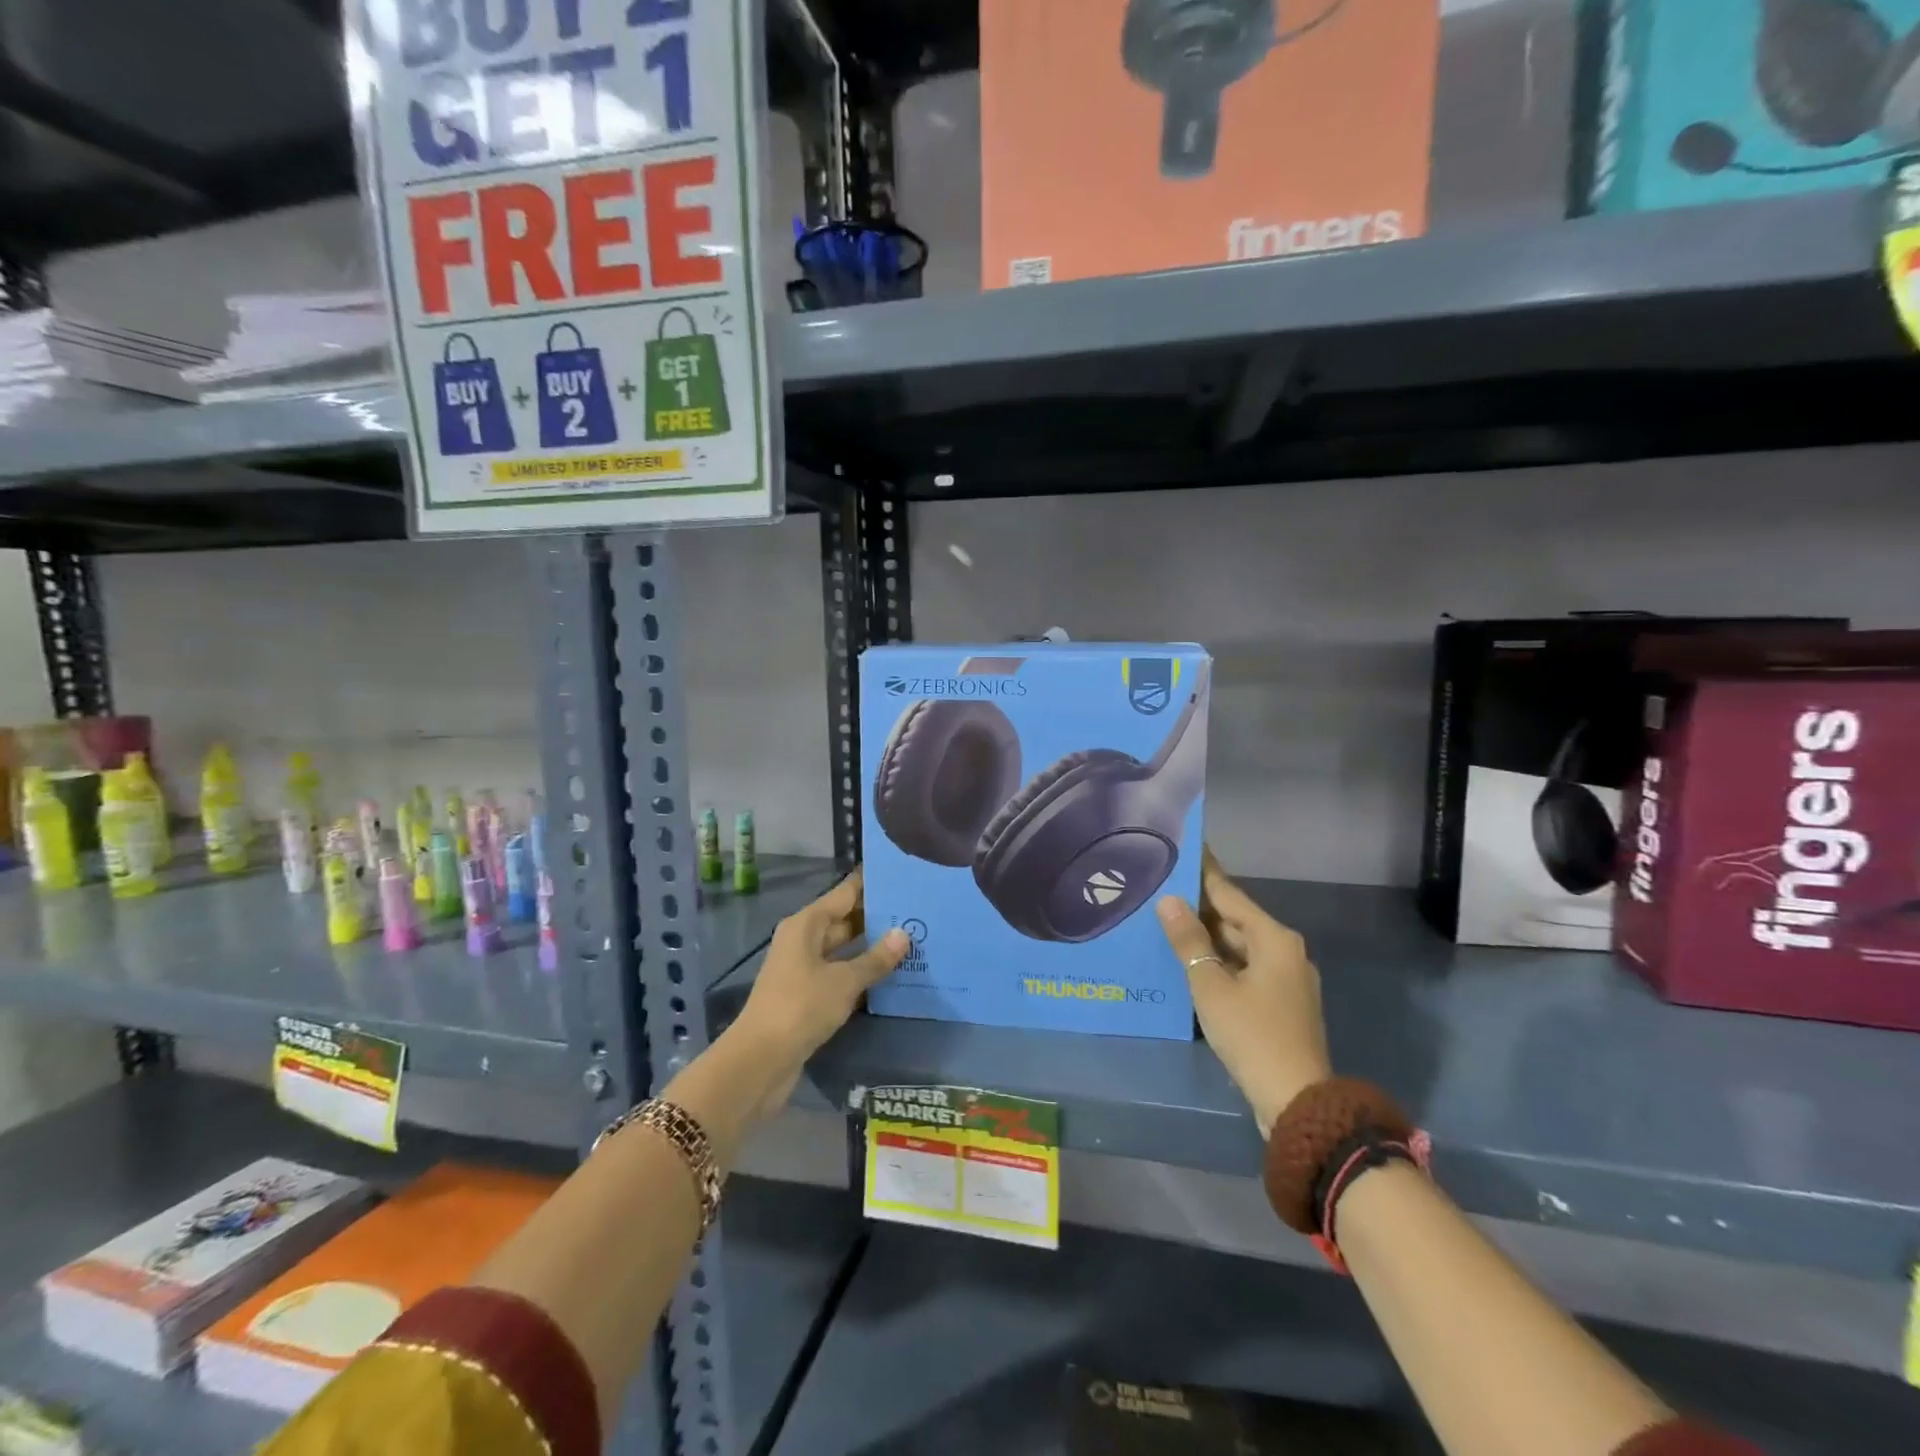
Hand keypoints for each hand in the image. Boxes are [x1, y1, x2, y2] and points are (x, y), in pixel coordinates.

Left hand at [731, 869, 907, 1112]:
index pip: (845, 893)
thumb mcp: (844, 980)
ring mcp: (803, 967)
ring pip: (843, 948)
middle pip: (844, 918)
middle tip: (917, 910)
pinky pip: (839, 972)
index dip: (872, 883)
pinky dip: (861, 971)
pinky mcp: (807, 994)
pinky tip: (890, 974)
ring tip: (911, 939)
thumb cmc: (801, 1006)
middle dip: (877, 916)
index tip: (902, 875)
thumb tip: (904, 934)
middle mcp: (803, 939)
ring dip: (871, 946)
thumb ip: (876, 958)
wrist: (761, 1060)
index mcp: (806, 924)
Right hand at [1157, 850, 1330, 1134]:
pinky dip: (1217, 962)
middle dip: (1199, 907)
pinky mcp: (1279, 1004)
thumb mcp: (1212, 985)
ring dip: (1205, 938)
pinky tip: (1188, 963)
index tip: (1185, 848)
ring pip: (1238, 947)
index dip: (1204, 872)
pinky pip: (1242, 969)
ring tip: (1165, 922)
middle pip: (1235, 919)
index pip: (1229, 894)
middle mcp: (1285, 952)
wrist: (1297, 1102)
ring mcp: (1285, 980)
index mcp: (1274, 938)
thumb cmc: (1253, 1034)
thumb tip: (1169, 901)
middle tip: (1160, 888)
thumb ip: (1189, 941)